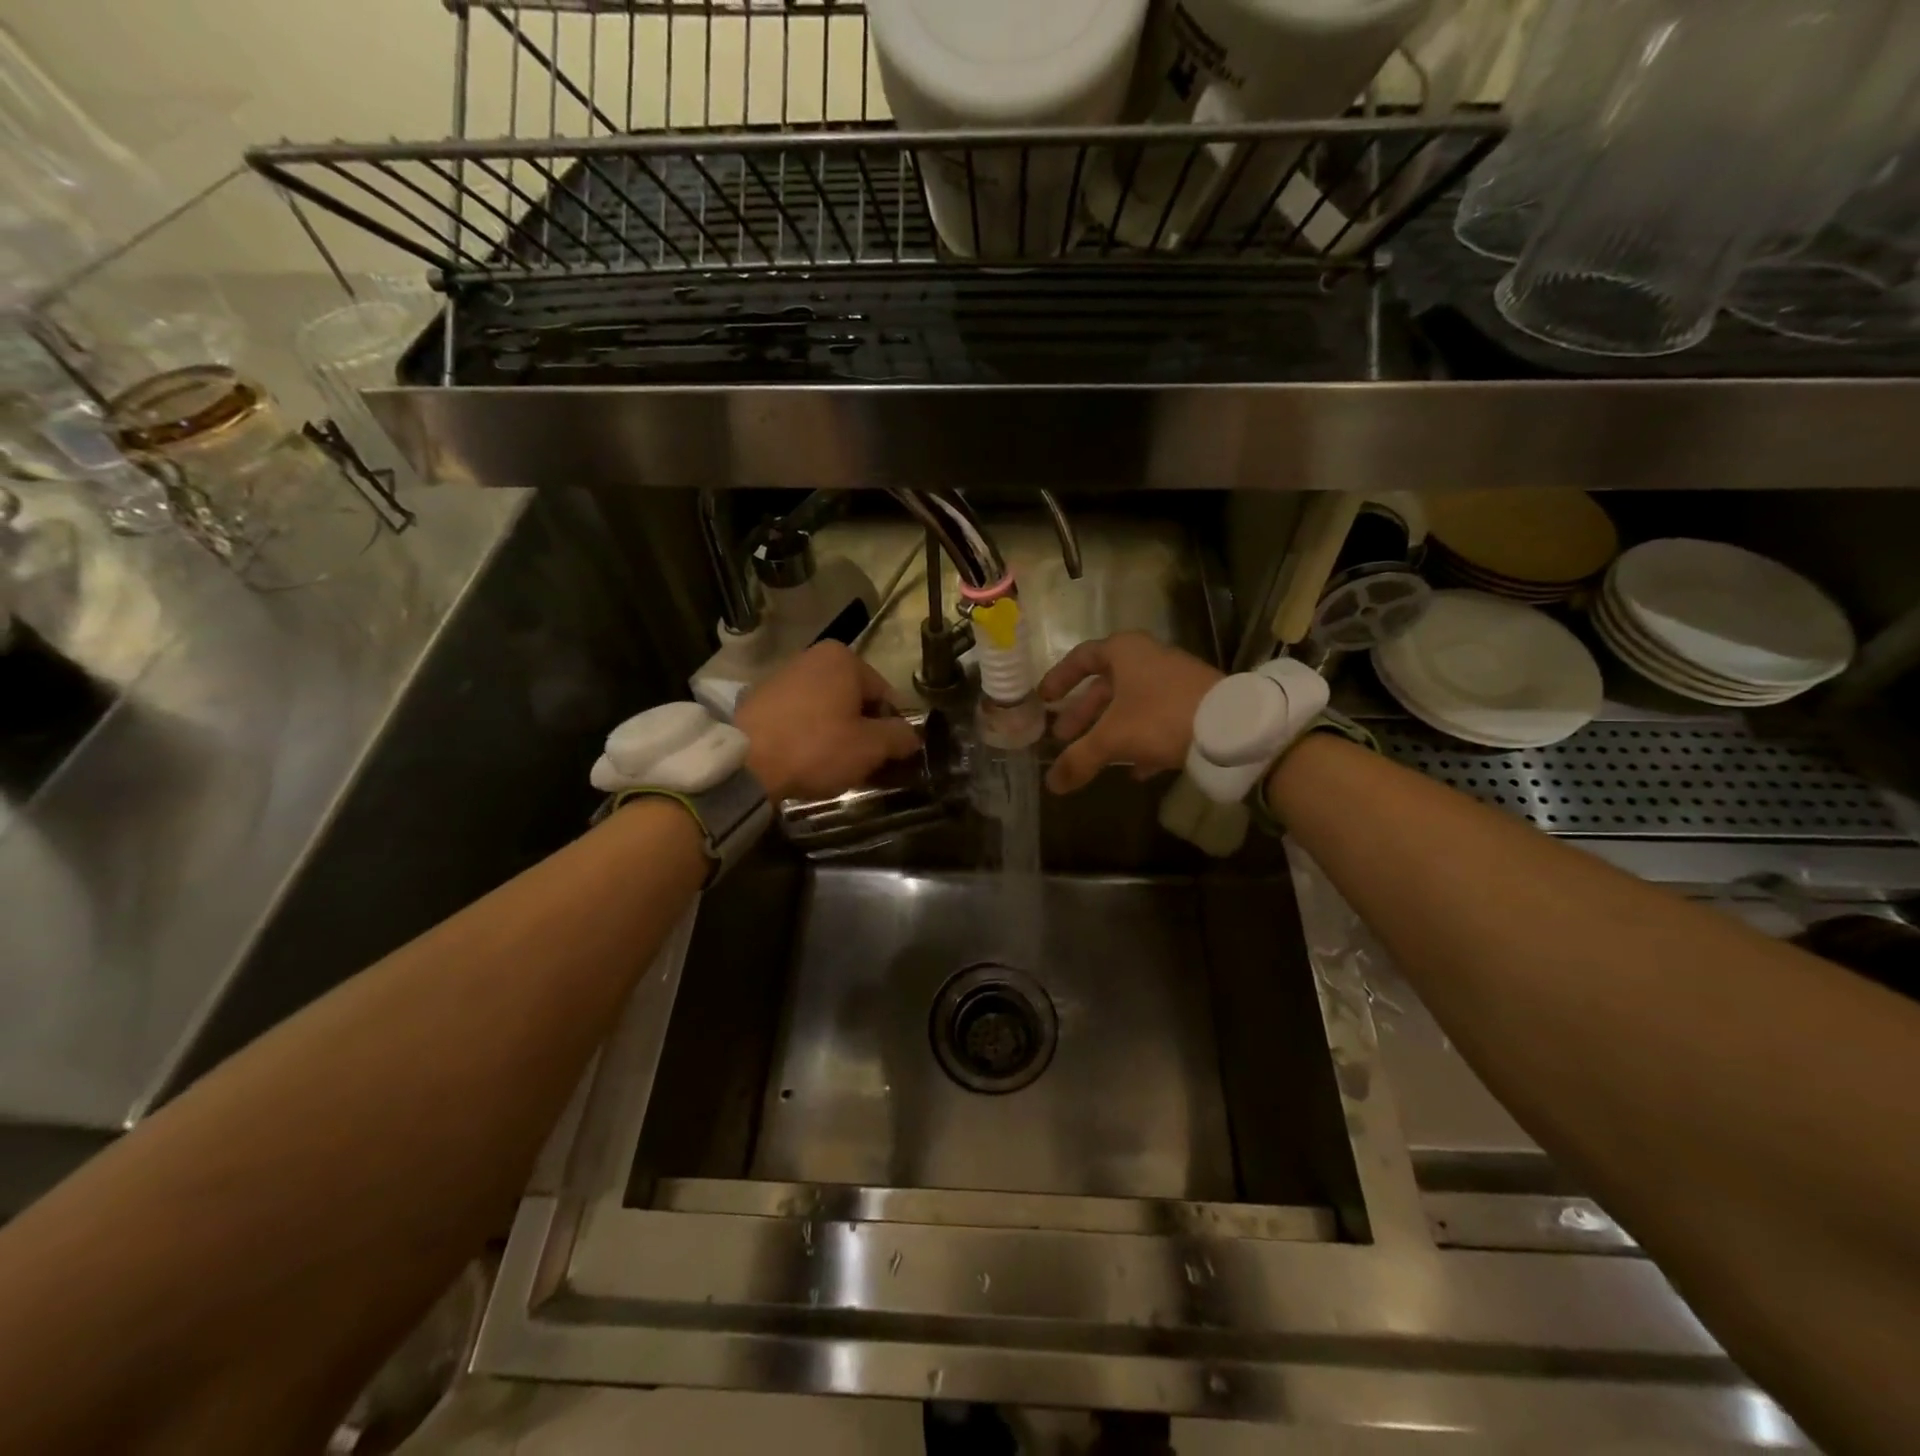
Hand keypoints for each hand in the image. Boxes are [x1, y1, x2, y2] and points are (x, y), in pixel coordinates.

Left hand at [735, 642, 920, 800]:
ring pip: (828, 708)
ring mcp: (784, 675)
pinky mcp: (761, 698)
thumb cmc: (816, 748)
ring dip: (837, 733)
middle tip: (863, 764)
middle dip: (863, 730)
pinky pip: (801, 715)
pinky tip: (807, 759)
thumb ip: (899, 737)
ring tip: (834, 765)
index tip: (888, 757)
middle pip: (855, 700)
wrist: (745, 764)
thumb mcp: (870, 747)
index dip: (892, 729)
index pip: (885, 696)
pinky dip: (810, 733)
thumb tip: (912, 736)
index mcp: (844, 658)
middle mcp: (813, 656)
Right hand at [1038, 633, 1223, 794]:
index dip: (1060, 678)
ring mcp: (1174, 680)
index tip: (1045, 700)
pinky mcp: (1195, 702)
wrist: (1232, 727)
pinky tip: (1135, 771)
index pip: (1081, 658)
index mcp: (1124, 652)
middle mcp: (1148, 659)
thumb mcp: (1113, 738)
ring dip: (1109, 729)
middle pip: (1106, 685)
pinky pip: (1157, 719)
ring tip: (1093, 757)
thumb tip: (1052, 784)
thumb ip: (1079, 759)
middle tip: (1064, 736)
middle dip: (1083, 713)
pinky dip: (1140, 740)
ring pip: (1131, 704)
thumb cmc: (1161, 717)